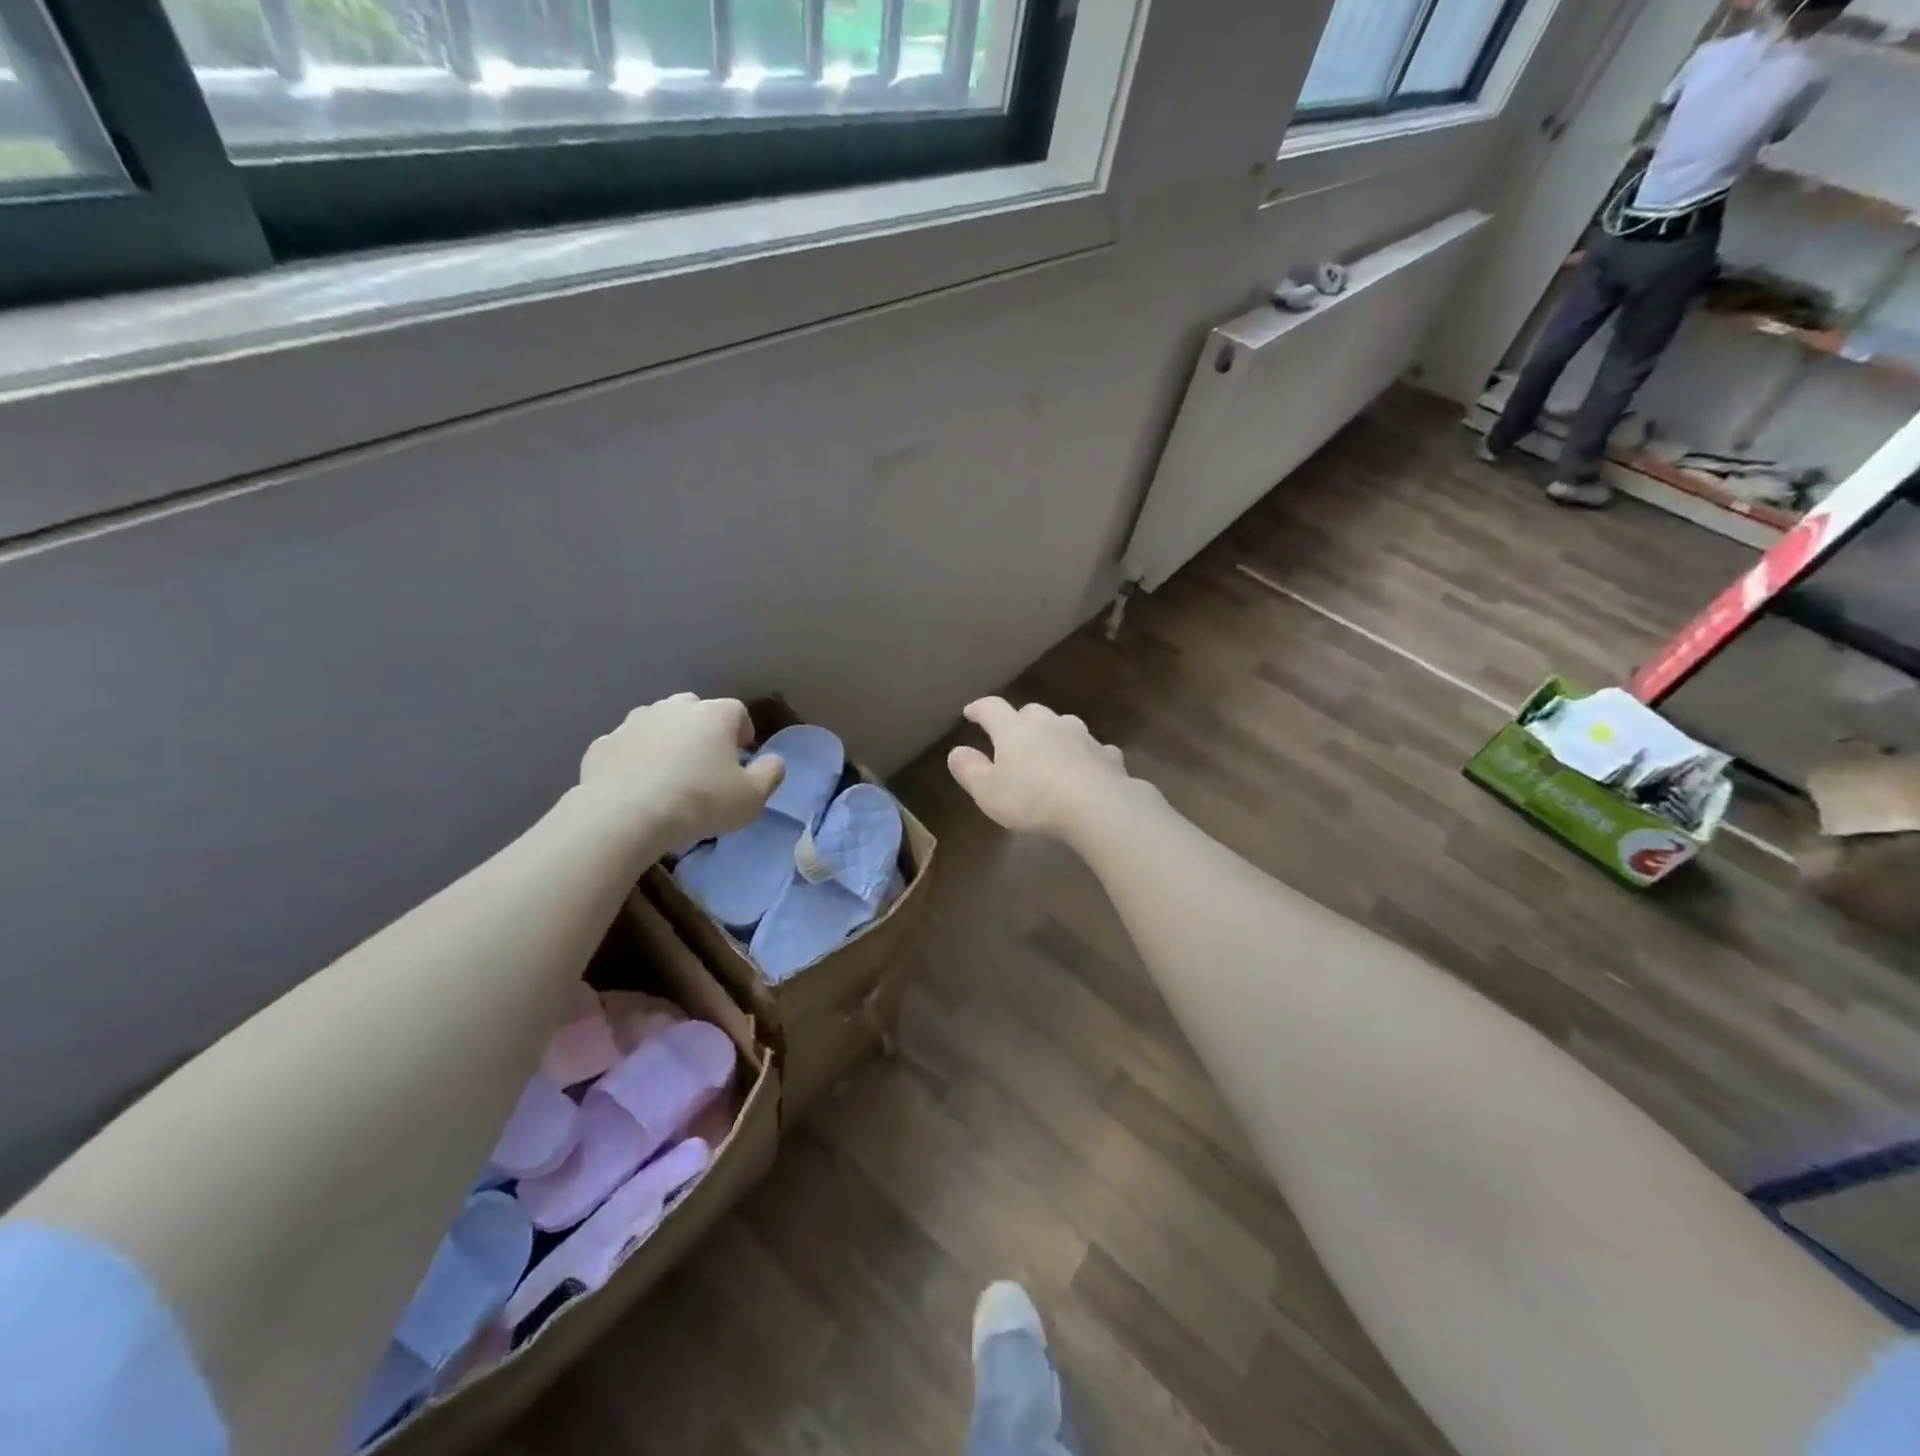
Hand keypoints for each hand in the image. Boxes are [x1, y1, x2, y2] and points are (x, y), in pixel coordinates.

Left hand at [579, 694, 783, 854]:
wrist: (623, 816)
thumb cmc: (699, 802)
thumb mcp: (752, 798)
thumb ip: (770, 774)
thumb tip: (773, 761)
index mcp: (715, 714)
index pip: (738, 712)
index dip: (743, 734)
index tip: (742, 760)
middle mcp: (674, 708)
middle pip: (695, 710)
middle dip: (703, 730)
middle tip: (705, 764)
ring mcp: (634, 722)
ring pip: (658, 724)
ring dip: (667, 741)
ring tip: (669, 775)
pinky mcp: (603, 744)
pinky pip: (628, 747)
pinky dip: (635, 759)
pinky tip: (637, 786)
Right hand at [947, 697, 1129, 840]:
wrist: (1097, 806)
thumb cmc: (1033, 799)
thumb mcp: (988, 792)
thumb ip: (970, 770)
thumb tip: (956, 751)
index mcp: (1014, 729)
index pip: (991, 708)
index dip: (979, 709)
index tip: (970, 712)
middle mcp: (1048, 723)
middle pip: (1030, 712)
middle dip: (1019, 721)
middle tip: (1013, 737)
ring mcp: (1081, 736)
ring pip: (1063, 725)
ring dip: (1054, 735)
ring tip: (1049, 753)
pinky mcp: (1107, 754)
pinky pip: (1092, 749)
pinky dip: (1084, 755)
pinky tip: (1085, 769)